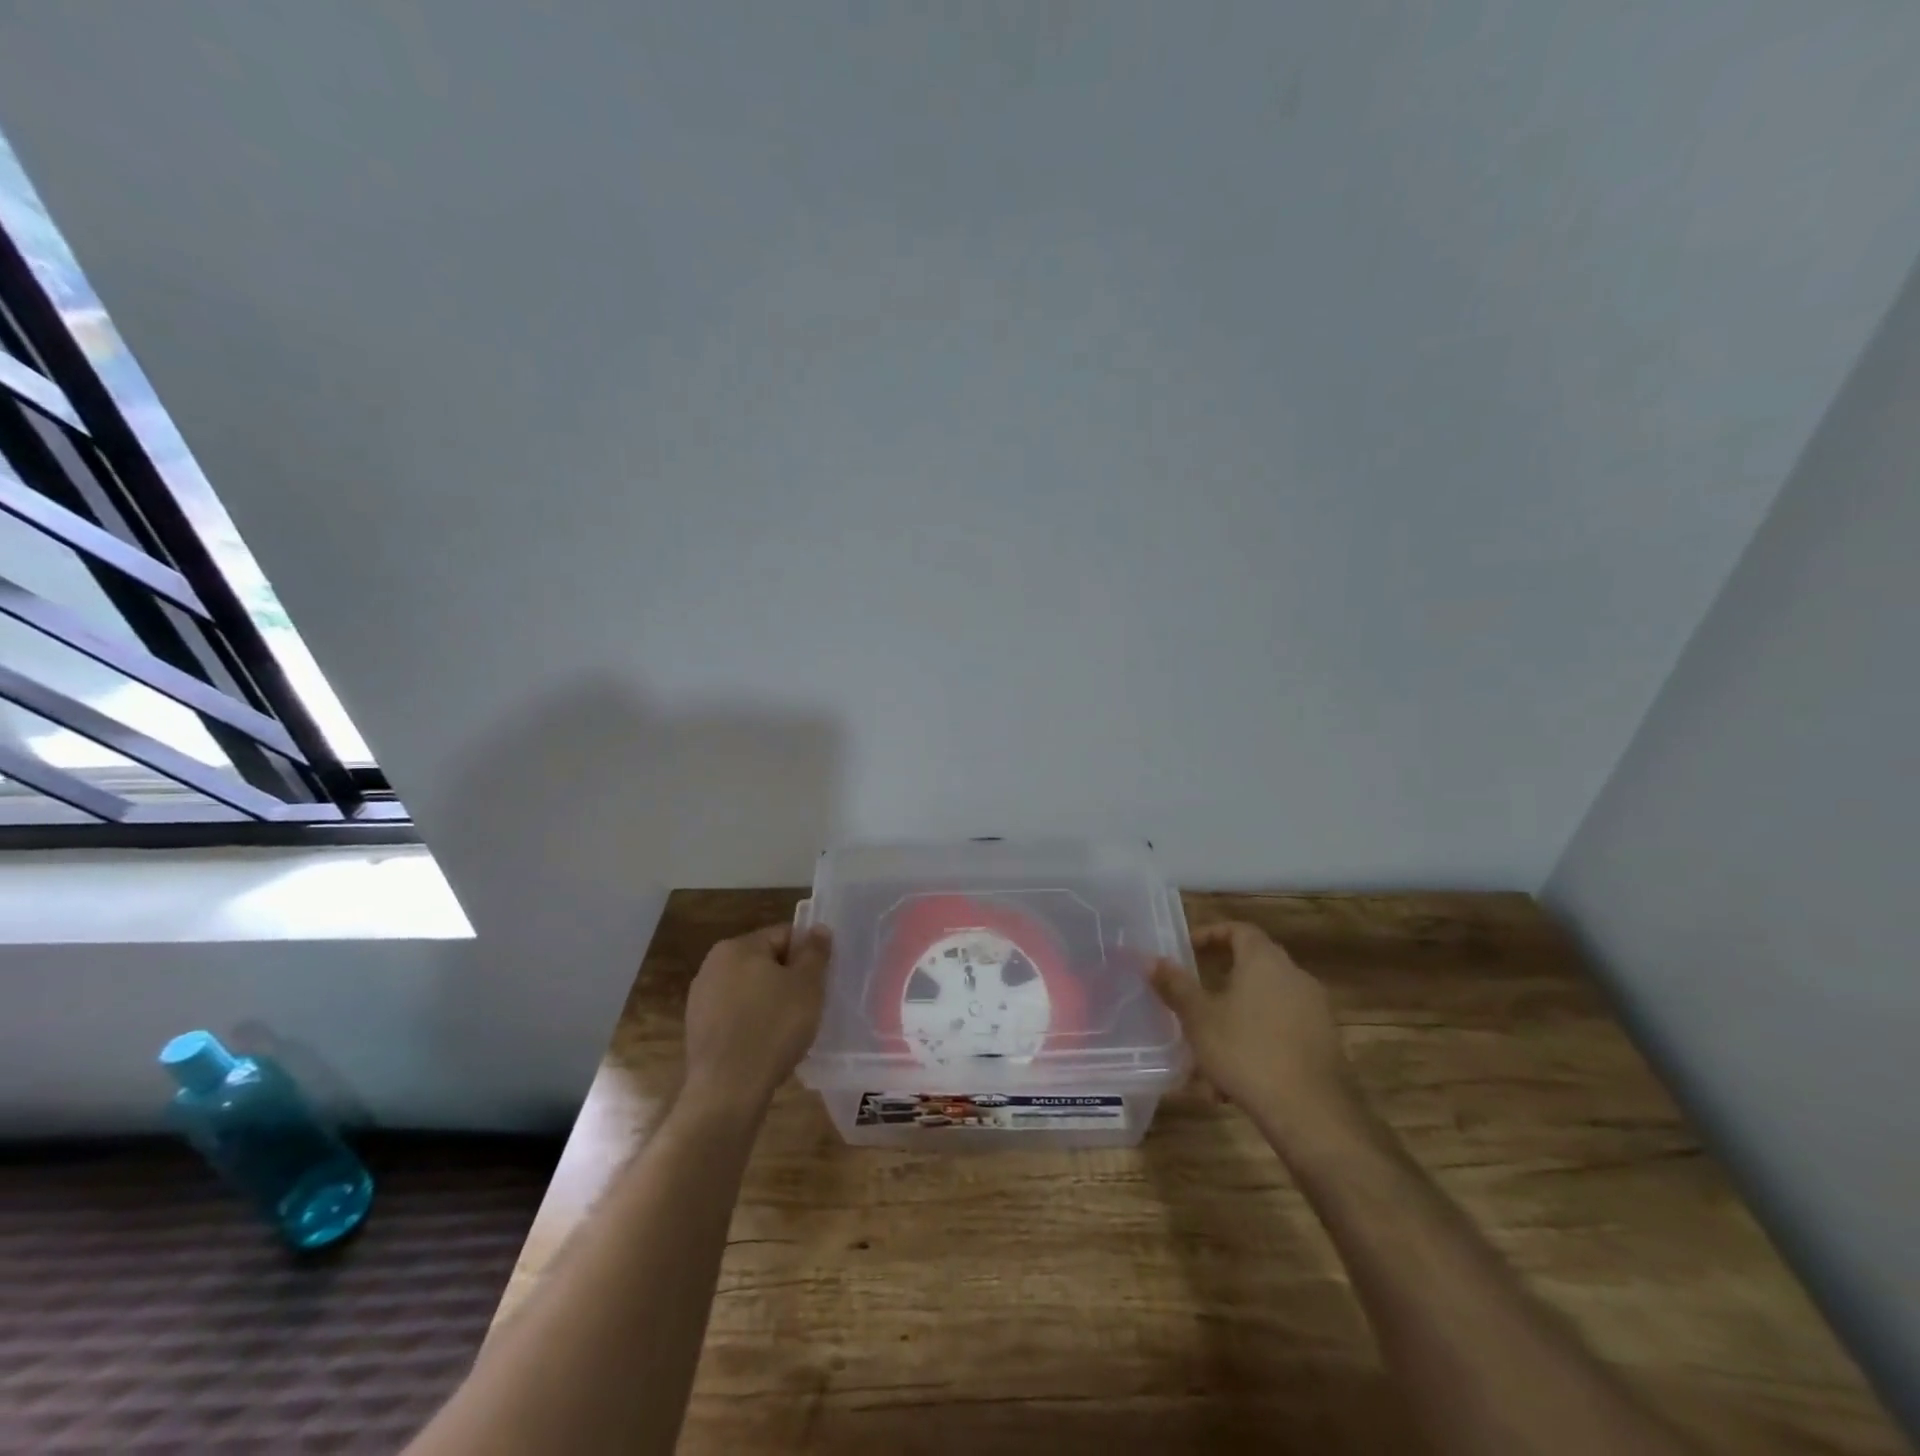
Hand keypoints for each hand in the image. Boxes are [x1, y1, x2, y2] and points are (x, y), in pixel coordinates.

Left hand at [682, 922, 832, 1116]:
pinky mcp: (698, 1029)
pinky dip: (753, 1023)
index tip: (820, 980)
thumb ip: (815, 952)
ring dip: (770, 1001)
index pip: (783, 935)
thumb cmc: (773, 1028)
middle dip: (788, 979)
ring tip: (788, 1029)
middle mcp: (712, 965)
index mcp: (737, 947)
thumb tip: (818, 928)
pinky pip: (736, 1015)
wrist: (727, 1091)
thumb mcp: (807, 985)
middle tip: (808, 1005)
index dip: (807, 955)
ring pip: (750, 990)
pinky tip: (766, 1045)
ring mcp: (700, 999)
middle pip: (764, 961)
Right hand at [1149, 921, 1361, 1138]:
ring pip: (1264, 1005)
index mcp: (1265, 961)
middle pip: (1253, 967)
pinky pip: (1280, 1032)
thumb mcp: (1199, 1018)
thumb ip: (1175, 986)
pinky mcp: (1324, 1044)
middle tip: (1193, 998)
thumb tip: (1152, 960)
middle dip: (1219, 982)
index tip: (1188, 950)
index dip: (1211, 934)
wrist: (1311, 1114)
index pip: (1239, 930)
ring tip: (1206, 1051)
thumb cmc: (1246, 1052)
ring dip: (1234, 1020)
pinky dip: (1256, 1044)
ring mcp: (1315, 1011)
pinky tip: (1233, 1082)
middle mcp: (1295, 977)